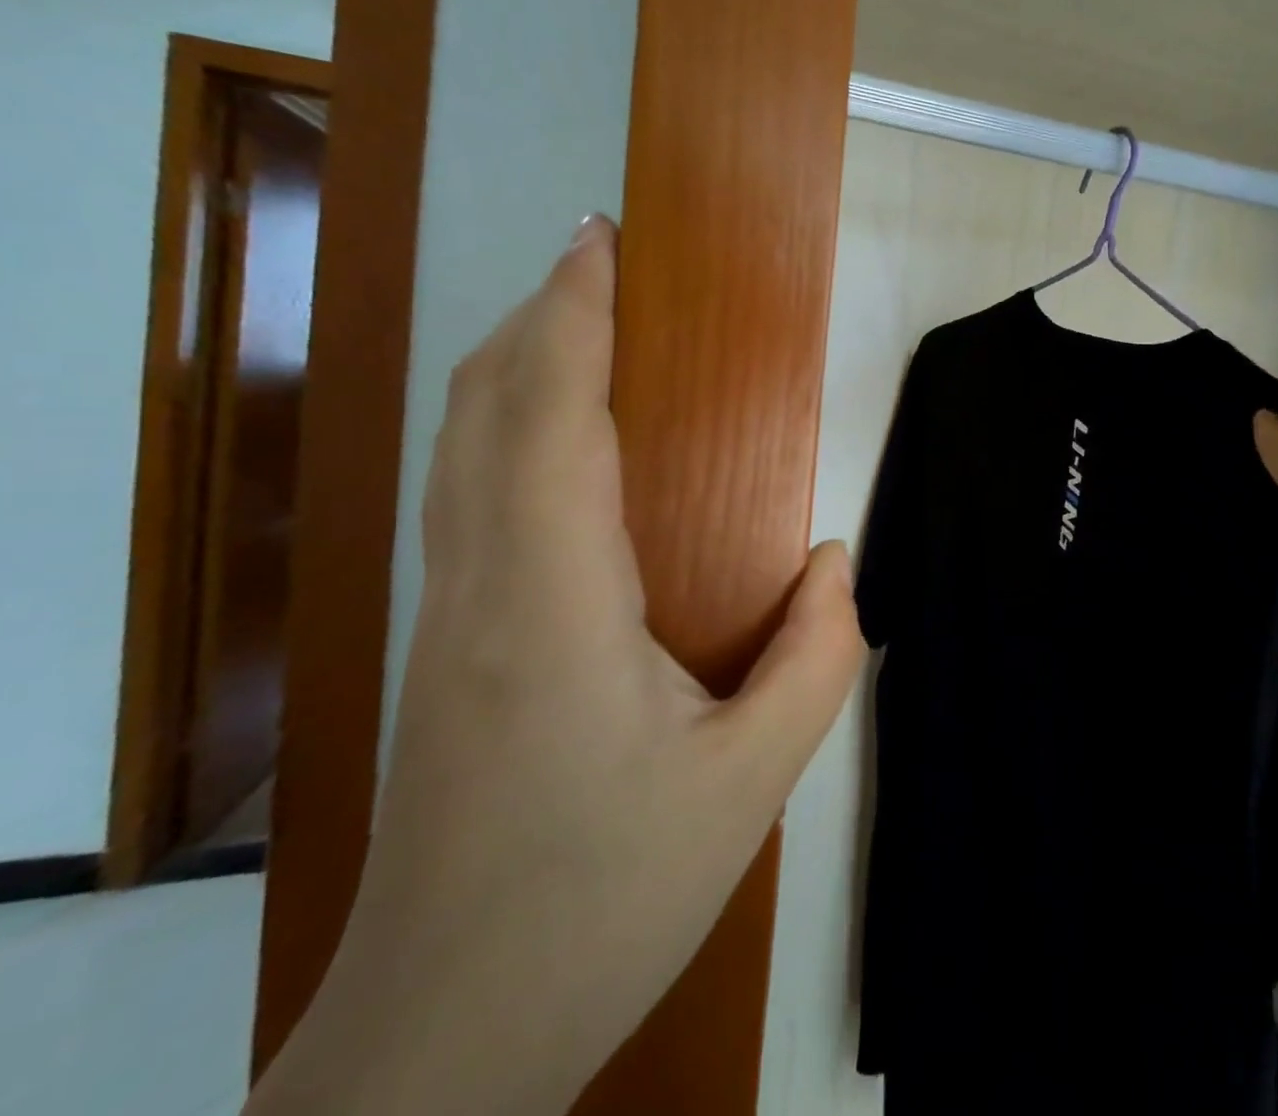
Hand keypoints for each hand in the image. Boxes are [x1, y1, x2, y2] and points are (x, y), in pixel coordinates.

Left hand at [250, 216, 865, 1115]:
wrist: (442, 1035)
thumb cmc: (602, 899)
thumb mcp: (747, 786)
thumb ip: (815, 659)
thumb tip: (837, 562)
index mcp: (550, 602)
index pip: (547, 416)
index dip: (571, 315)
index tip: (602, 242)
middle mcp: (476, 585)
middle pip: (485, 408)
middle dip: (539, 316)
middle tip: (606, 263)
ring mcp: (443, 614)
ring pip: (461, 446)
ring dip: (515, 364)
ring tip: (586, 323)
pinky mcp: (440, 643)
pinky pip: (466, 492)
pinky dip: (506, 425)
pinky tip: (560, 436)